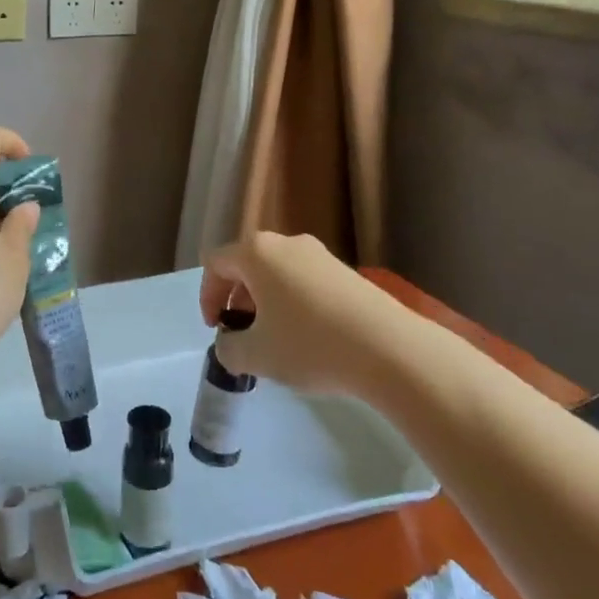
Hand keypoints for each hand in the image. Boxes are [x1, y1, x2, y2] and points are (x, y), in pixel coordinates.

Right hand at [198, 232, 388, 393]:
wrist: (390, 349)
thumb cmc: (310, 344)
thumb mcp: (256, 355)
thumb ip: (228, 348)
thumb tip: (231, 343)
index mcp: (256, 253)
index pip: (215, 264)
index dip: (207, 297)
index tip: (218, 330)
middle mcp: (286, 243)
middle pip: (246, 265)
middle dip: (237, 300)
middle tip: (245, 336)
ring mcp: (320, 255)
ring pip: (277, 274)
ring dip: (266, 304)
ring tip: (277, 341)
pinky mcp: (346, 272)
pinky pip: (305, 282)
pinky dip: (295, 304)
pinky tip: (310, 339)